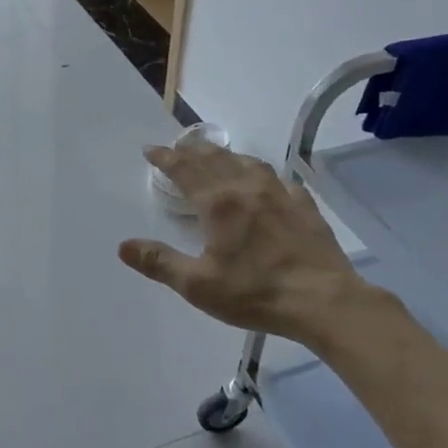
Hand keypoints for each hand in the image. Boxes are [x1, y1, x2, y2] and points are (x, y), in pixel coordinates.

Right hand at [119, 143, 391, 346]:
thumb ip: (160, 263)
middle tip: (179, 147)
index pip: (185, 169)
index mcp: (218, 203)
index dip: (165, 157)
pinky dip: (265, 176)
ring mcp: (280, 194)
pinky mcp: (305, 207)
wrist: (324, 300)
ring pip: (249, 163)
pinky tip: (269, 185)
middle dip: (193, 150)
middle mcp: (247, 188)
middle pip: (215, 158)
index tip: (151, 150)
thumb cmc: (256, 292)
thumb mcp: (198, 285)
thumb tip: (124, 246)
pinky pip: (280, 181)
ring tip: (219, 158)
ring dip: (227, 156)